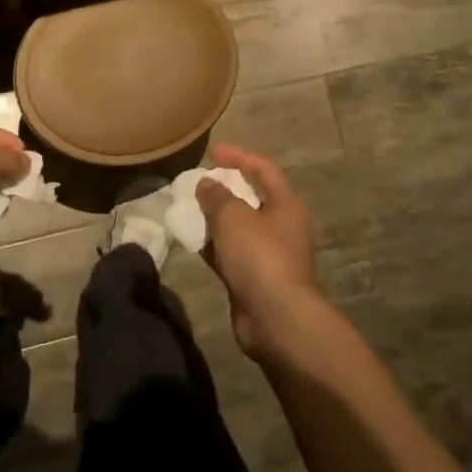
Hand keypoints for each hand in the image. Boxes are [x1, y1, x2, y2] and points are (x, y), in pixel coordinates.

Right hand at [196, 143, 326, 358]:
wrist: (275, 319)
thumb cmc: (260, 258)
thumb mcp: (234, 217)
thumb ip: (217, 196)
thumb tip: (207, 184)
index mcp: (285, 205)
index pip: (264, 169)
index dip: (239, 156)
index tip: (212, 151)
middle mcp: (280, 226)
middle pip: (251, 197)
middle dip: (223, 187)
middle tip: (197, 181)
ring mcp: (267, 254)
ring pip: (237, 226)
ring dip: (214, 216)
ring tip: (187, 207)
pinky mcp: (252, 277)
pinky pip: (229, 251)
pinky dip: (211, 243)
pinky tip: (190, 239)